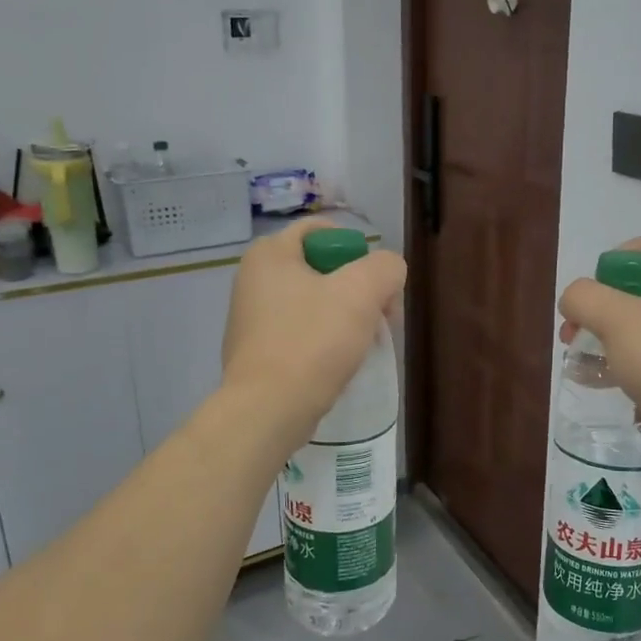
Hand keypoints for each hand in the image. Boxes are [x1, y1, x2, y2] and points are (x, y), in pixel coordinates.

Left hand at [222, 218, 406, 452]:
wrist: (269, 410)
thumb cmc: (313, 341)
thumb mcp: (362, 292)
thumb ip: (385, 267)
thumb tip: (388, 272)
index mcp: (270, 254)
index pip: (322, 231)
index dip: (358, 249)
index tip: (377, 281)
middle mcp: (253, 279)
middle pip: (323, 268)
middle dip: (359, 288)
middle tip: (382, 316)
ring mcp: (252, 317)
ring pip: (315, 302)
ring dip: (346, 316)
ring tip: (364, 343)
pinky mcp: (257, 351)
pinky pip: (302, 332)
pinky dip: (325, 340)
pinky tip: (340, 362)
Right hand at [558, 238, 640, 483]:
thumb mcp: (617, 318)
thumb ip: (584, 298)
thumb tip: (574, 302)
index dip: (609, 265)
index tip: (589, 297)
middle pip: (635, 292)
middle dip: (597, 311)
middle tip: (573, 334)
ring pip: (638, 330)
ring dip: (604, 343)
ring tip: (579, 365)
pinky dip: (622, 370)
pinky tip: (600, 386)